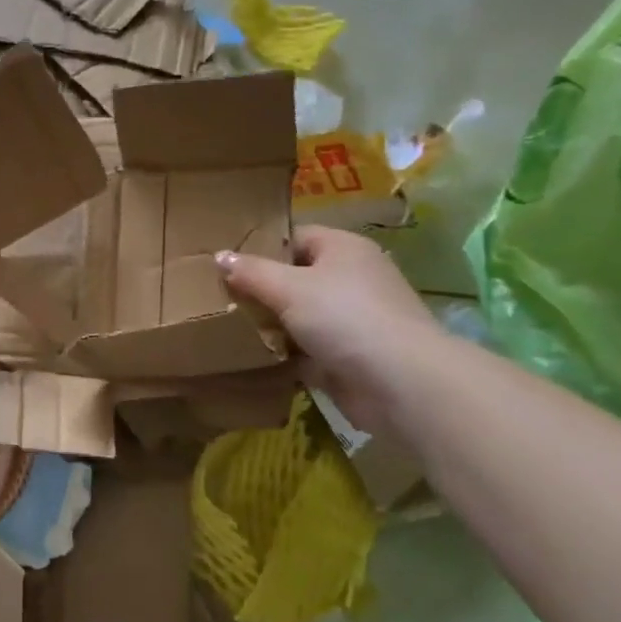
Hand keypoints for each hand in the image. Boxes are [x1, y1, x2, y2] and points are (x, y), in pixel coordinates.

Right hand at [219, 226, 446, 434]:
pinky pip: (307, 349)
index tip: (226, 265)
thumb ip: (251, 272)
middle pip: (295, 278)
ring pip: (299, 316)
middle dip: (261, 291)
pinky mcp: (350, 356)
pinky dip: (286, 354)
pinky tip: (254, 358)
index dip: (260, 248)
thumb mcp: (288, 288)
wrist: (400, 383)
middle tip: (221, 299)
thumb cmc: (344, 318)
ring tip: (229, 329)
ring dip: (271, 325)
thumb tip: (219, 256)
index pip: (294, 238)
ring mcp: (353, 320)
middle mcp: (352, 279)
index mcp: (343, 249)